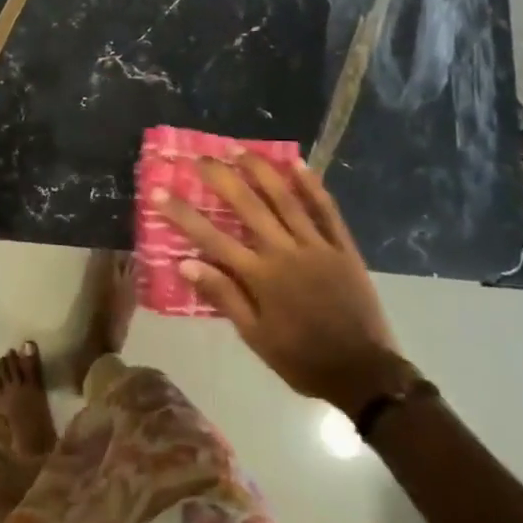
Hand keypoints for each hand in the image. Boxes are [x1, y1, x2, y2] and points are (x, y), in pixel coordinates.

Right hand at [161, 155, 416, 413]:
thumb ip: (224, 296)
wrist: (362, 372)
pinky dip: (312, 185)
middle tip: (201, 157)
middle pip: (248, 207)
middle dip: (221, 178)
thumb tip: (186, 264)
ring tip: (240, 149)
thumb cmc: (301, 358)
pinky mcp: (342, 247)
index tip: (160, 192)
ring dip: (261, 171)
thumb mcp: (255, 337)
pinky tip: (297, 163)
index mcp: (260, 277)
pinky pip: (326, 210)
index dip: (184, 214)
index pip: (212, 239)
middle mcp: (285, 253)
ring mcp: (317, 246)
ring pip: (286, 199)